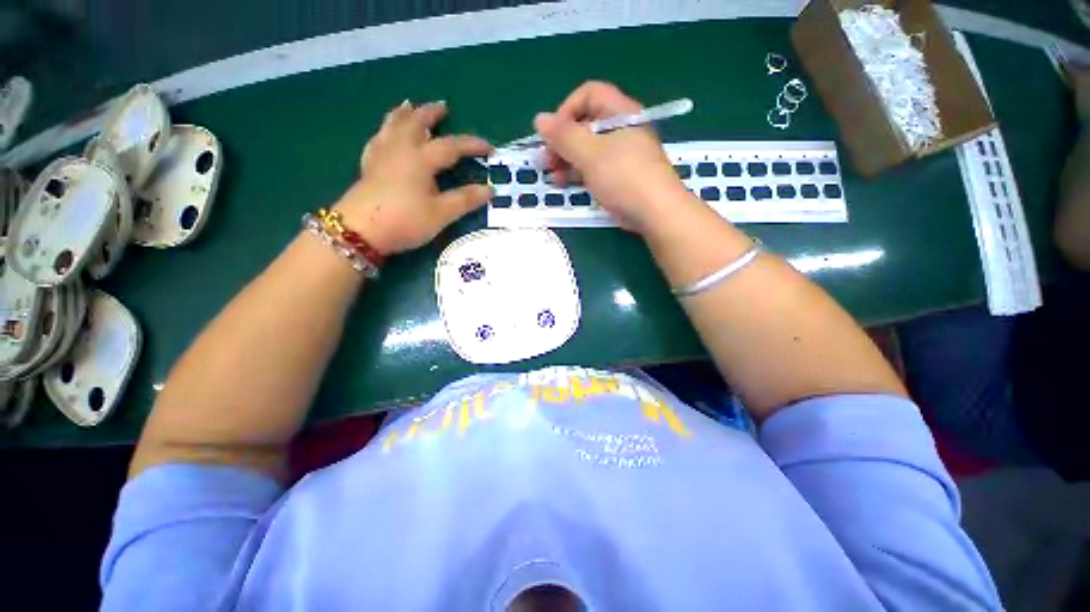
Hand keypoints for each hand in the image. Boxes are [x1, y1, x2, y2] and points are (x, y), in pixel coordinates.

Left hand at [335, 100, 493, 254]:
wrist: (360, 231)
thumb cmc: (405, 220)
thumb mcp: (441, 214)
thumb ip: (465, 200)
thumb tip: (490, 189)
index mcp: (421, 159)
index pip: (451, 146)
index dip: (472, 145)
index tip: (489, 148)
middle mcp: (400, 149)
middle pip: (417, 123)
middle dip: (431, 113)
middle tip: (443, 106)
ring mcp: (381, 155)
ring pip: (393, 125)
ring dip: (405, 114)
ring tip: (409, 105)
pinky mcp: (369, 166)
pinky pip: (378, 138)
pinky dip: (385, 130)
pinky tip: (385, 134)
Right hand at [534, 82, 687, 233]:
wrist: (656, 212)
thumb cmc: (624, 178)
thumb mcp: (590, 154)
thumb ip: (564, 136)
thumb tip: (539, 119)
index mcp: (620, 112)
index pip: (588, 95)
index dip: (566, 111)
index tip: (552, 135)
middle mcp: (622, 129)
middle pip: (586, 123)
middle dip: (562, 141)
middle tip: (546, 161)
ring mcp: (622, 154)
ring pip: (589, 148)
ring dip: (567, 159)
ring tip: (553, 176)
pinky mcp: (621, 176)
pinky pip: (595, 167)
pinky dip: (579, 172)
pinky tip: (566, 184)